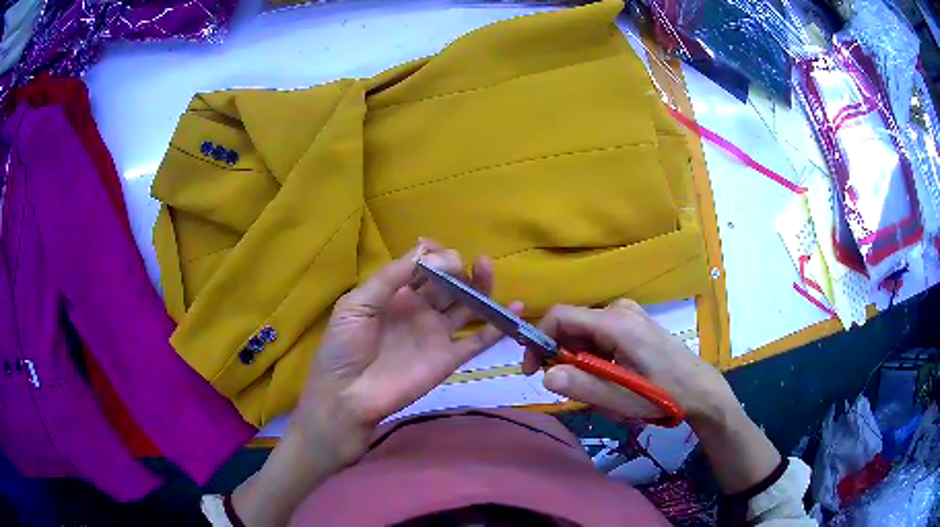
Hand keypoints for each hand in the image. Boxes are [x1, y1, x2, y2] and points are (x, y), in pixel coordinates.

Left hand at [292, 240, 519, 463]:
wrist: (347, 396)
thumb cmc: (344, 348)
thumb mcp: (356, 305)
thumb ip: (389, 278)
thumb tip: (424, 250)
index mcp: (395, 294)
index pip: (421, 266)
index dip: (431, 254)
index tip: (434, 250)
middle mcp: (419, 310)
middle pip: (447, 283)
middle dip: (457, 266)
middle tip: (460, 263)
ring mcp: (436, 334)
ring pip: (466, 306)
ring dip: (480, 286)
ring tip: (487, 268)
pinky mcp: (448, 359)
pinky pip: (477, 341)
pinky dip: (497, 327)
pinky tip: (514, 309)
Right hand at [522, 300, 737, 425]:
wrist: (700, 390)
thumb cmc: (663, 393)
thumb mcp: (620, 397)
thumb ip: (581, 386)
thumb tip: (544, 376)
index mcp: (615, 322)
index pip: (560, 317)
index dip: (538, 341)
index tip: (532, 371)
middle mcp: (619, 310)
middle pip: (573, 328)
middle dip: (566, 361)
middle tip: (579, 393)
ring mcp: (629, 316)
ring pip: (586, 337)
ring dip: (584, 366)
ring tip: (604, 394)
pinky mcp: (634, 326)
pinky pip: (602, 339)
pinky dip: (598, 362)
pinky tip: (615, 383)